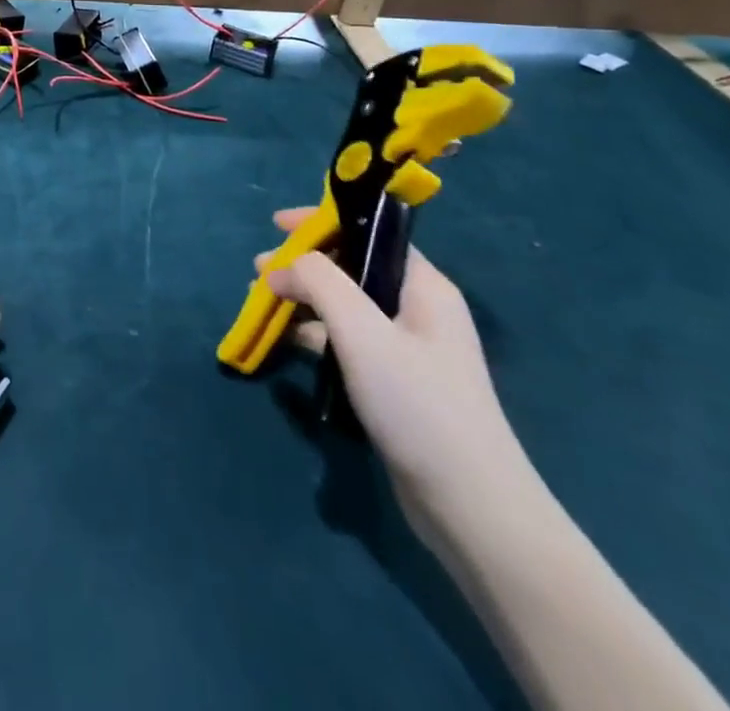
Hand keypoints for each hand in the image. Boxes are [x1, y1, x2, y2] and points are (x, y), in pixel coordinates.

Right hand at [259, 209, 534, 522]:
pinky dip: (315, 332)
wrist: (471, 507)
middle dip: (302, 264)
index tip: (275, 224)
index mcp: (423, 286)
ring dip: (303, 299)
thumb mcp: (361, 331)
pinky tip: (287, 340)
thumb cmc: (417, 403)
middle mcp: (418, 309)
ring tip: (261, 303)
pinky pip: (347, 339)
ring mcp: (408, 348)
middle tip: (259, 271)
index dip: (322, 222)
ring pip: (345, 305)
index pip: (369, 233)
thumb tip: (282, 268)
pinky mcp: (396, 381)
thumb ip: (319, 282)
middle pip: (351, 267)